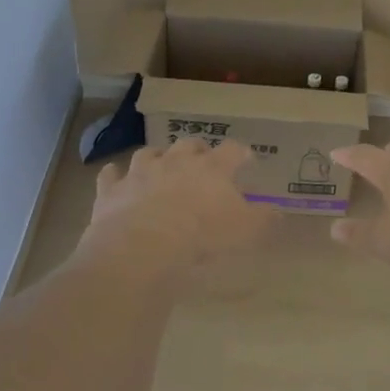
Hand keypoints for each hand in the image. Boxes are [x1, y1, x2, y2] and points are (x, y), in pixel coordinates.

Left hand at [79, 138, 273, 274]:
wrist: (143, 245)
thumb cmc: (202, 236)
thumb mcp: (245, 231)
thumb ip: (263, 219)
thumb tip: (278, 212)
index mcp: (211, 168)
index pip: (232, 151)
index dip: (240, 153)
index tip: (246, 158)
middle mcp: (175, 161)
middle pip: (189, 145)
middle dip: (197, 150)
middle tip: (202, 160)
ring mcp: (140, 172)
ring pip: (148, 154)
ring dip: (156, 158)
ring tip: (159, 165)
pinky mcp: (112, 190)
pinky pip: (111, 175)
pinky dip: (115, 176)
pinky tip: (116, 178)